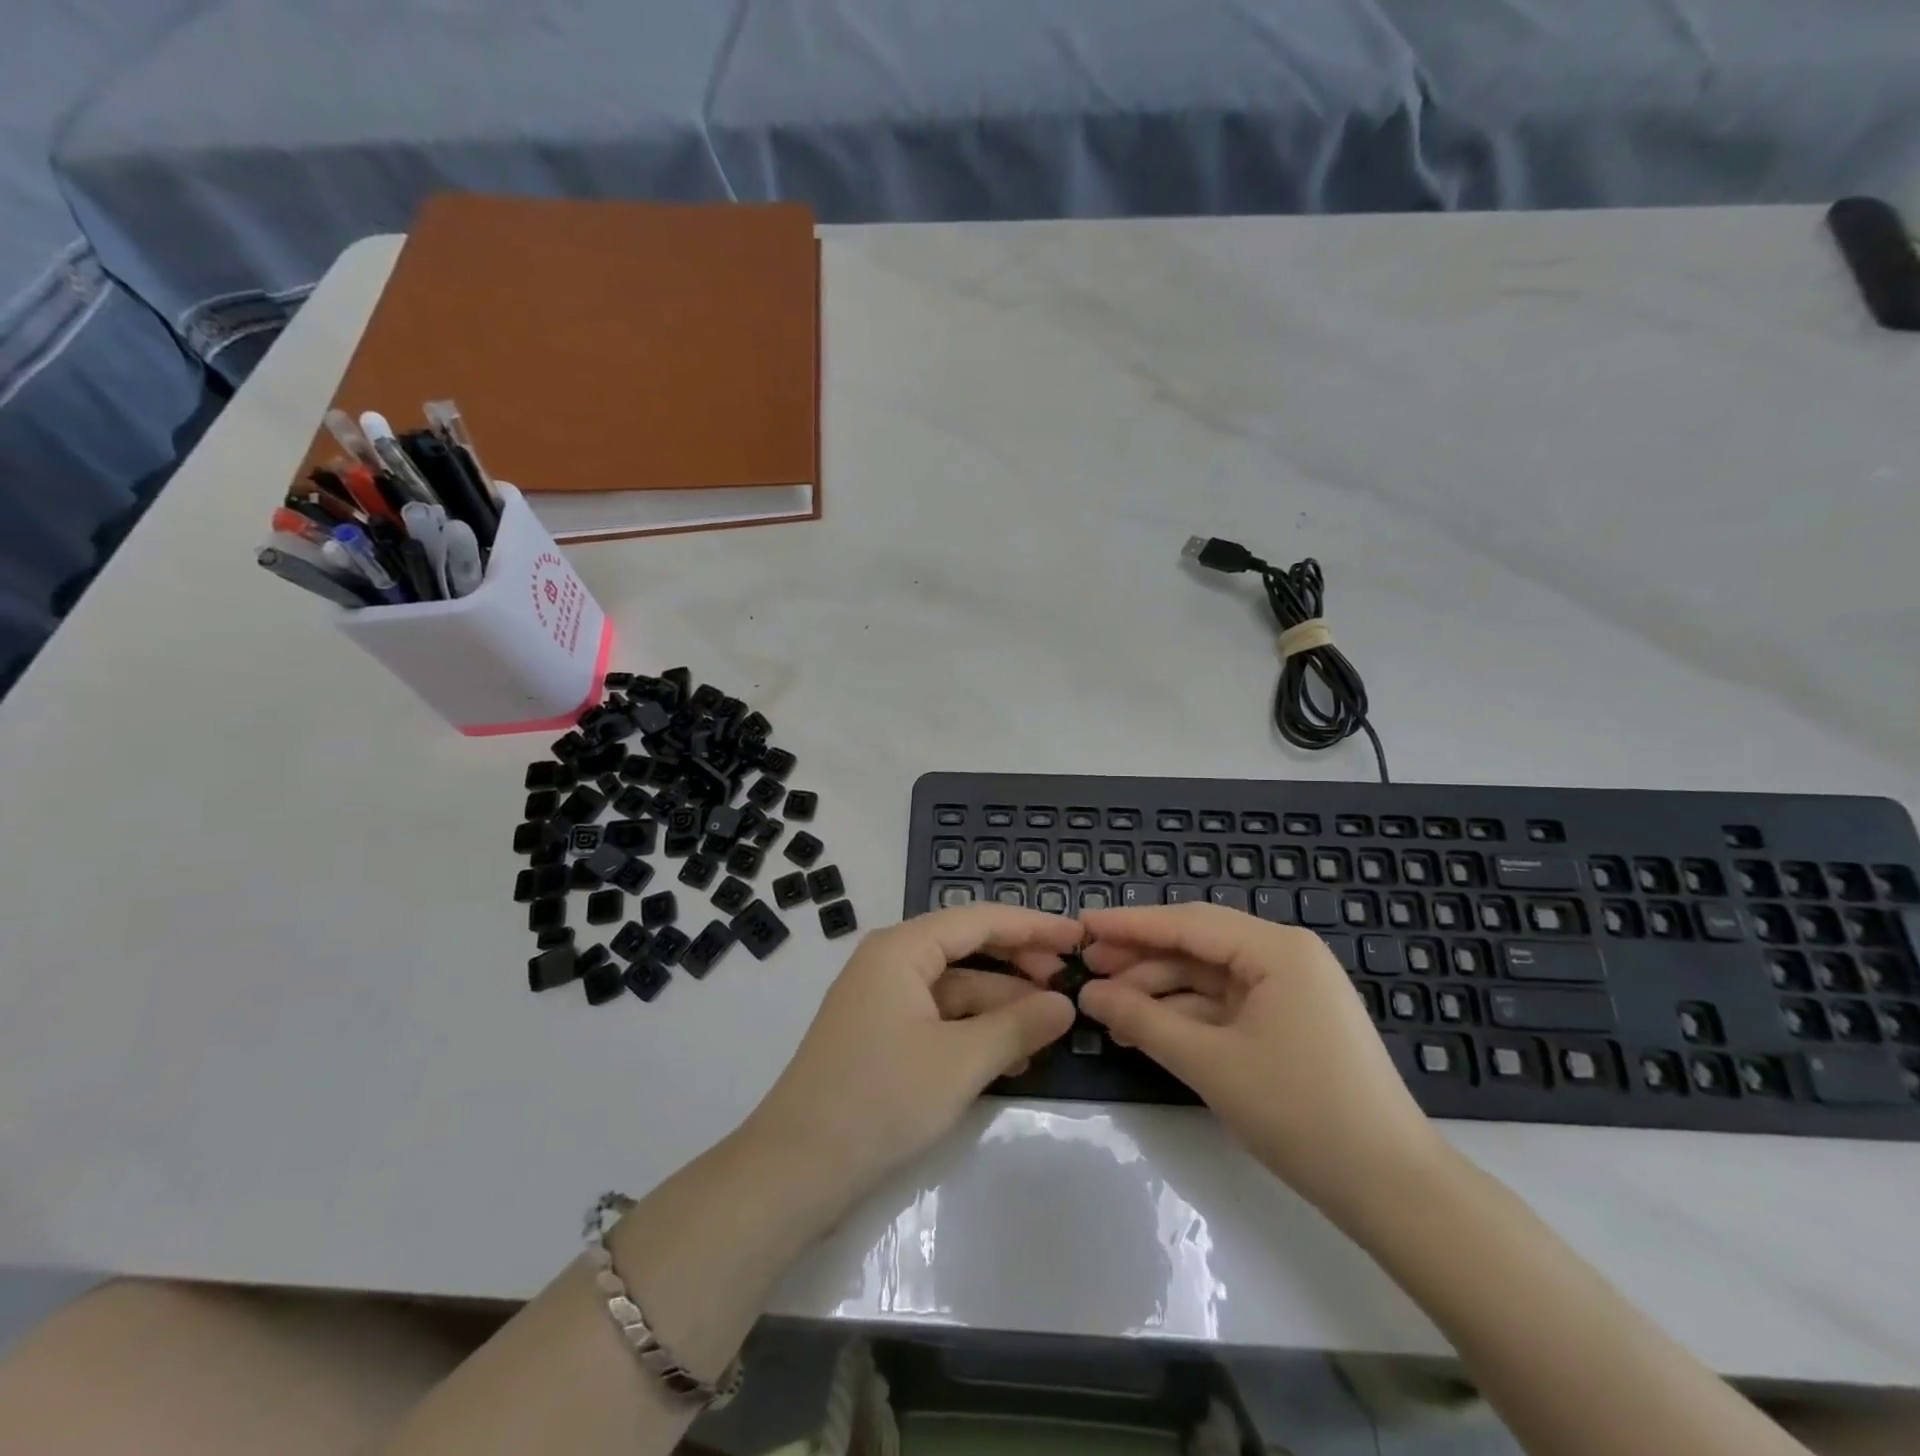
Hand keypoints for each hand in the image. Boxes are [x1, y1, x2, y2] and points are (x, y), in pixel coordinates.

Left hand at [744, 904, 1080, 1218]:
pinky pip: (941, 1019)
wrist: (796, 1170)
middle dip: (1019, 967)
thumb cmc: (880, 1099)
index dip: (1032, 926)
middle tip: (1069, 985)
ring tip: (1052, 1029)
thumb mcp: (960, 1062)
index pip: (979, 919)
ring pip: (957, 989)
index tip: (1078, 937)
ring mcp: (885, 1001)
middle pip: (968, 950)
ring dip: (1003, 1006)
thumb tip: (1066, 1004)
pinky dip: (977, 1032)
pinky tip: (1014, 1057)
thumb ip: (1018, 1026)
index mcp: (902, 948)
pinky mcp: (883, 1037)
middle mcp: (891, 962)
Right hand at [1076, 904, 1444, 1218]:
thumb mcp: (1211, 1063)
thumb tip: (1088, 993)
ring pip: (1206, 977)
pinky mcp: (1288, 1022)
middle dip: (1139, 958)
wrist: (1392, 1189)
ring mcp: (1288, 990)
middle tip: (1085, 969)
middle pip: (1196, 945)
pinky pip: (1224, 1005)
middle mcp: (1284, 956)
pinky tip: (1143, 1028)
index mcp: (1276, 949)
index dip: (1129, 924)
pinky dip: (1184, 1016)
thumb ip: (1143, 1019)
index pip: (1187, 923)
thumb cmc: (1301, 1112)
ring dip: (1157, 991)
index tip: (1080, 925)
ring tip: (1105, 1008)